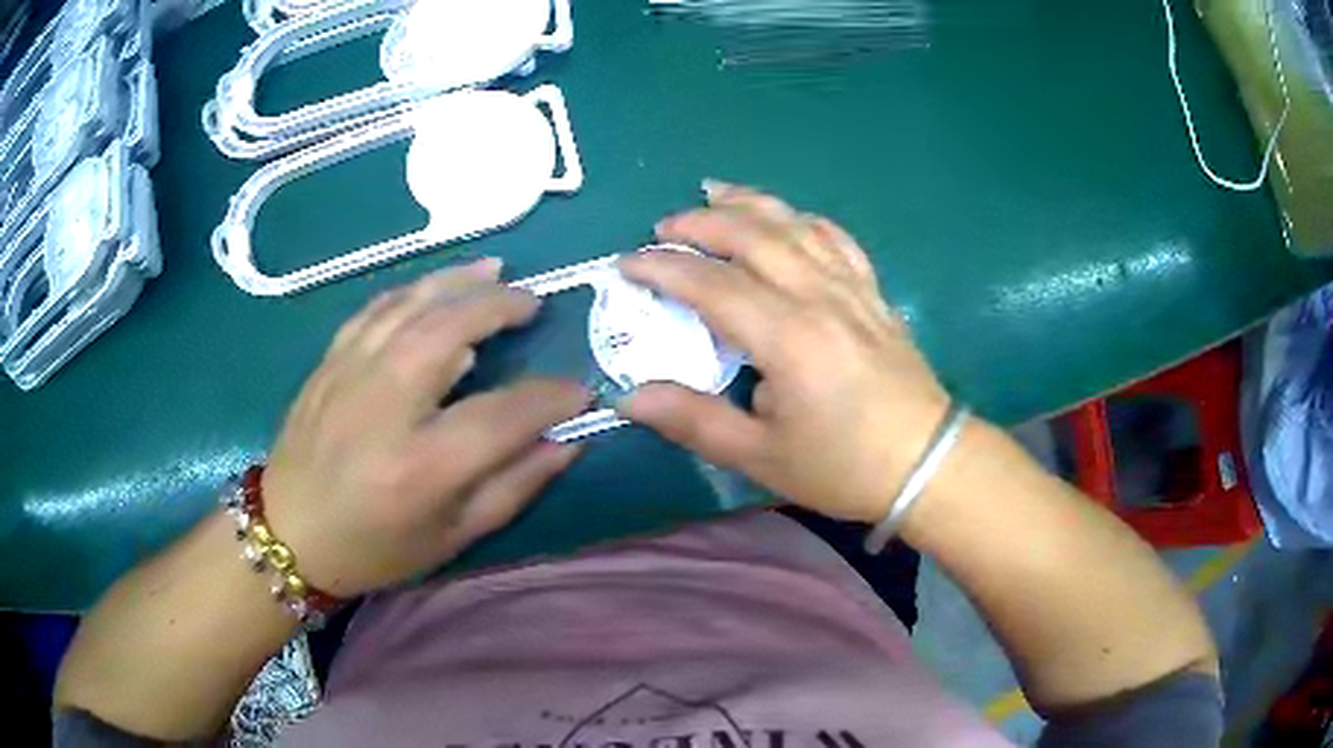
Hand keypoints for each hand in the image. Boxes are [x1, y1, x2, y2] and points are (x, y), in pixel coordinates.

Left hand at [261, 259, 588, 596]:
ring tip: (497, 271)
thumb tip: (567, 441)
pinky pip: (375, 308)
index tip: (579, 390)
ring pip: (410, 306)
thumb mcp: (453, 536)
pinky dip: (413, 290)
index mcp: (421, 467)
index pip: (502, 416)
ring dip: (459, 281)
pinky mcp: (329, 361)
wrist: (290, 533)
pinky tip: (437, 285)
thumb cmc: (375, 548)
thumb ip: (515, 487)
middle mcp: (384, 408)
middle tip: (534, 302)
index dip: (549, 398)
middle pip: (448, 332)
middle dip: (500, 307)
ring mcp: (349, 375)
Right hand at [617, 183, 951, 523]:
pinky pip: (836, 238)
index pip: (711, 283)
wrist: (926, 463)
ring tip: (714, 192)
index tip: (627, 264)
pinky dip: (803, 219)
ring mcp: (851, 288)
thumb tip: (630, 396)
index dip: (663, 268)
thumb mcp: (761, 456)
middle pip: (753, 235)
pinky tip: (787, 218)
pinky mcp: (873, 293)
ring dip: (750, 203)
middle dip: (701, 222)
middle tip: (664, 228)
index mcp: (787, 336)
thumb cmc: (843, 466)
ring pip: (795, 224)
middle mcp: (818, 296)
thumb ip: (694, 421)